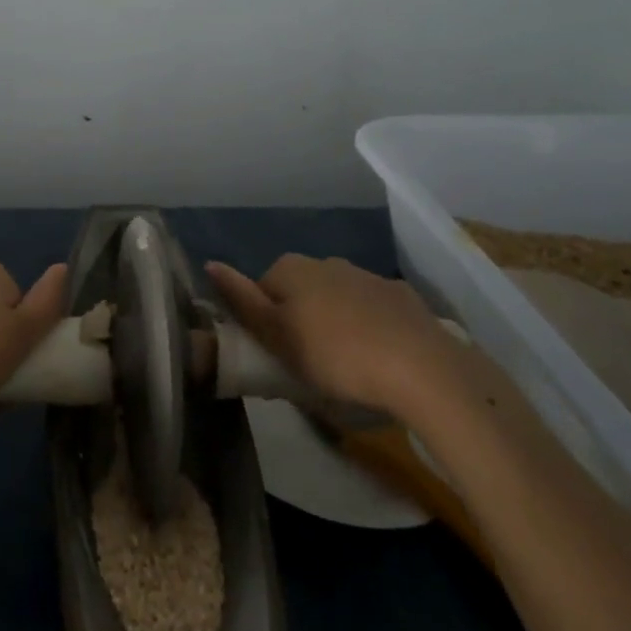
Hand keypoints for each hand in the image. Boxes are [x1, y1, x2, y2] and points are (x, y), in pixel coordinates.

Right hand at [206, 255, 476, 417]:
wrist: (421, 369)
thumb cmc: (335, 355)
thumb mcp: (276, 336)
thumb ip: (242, 300)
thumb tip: (210, 263)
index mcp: (291, 269)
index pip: (261, 290)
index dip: (264, 323)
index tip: (276, 354)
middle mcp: (326, 262)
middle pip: (298, 291)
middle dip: (298, 320)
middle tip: (306, 362)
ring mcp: (367, 276)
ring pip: (335, 297)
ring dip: (333, 321)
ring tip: (344, 363)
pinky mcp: (401, 296)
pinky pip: (371, 308)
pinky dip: (368, 325)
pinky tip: (378, 355)